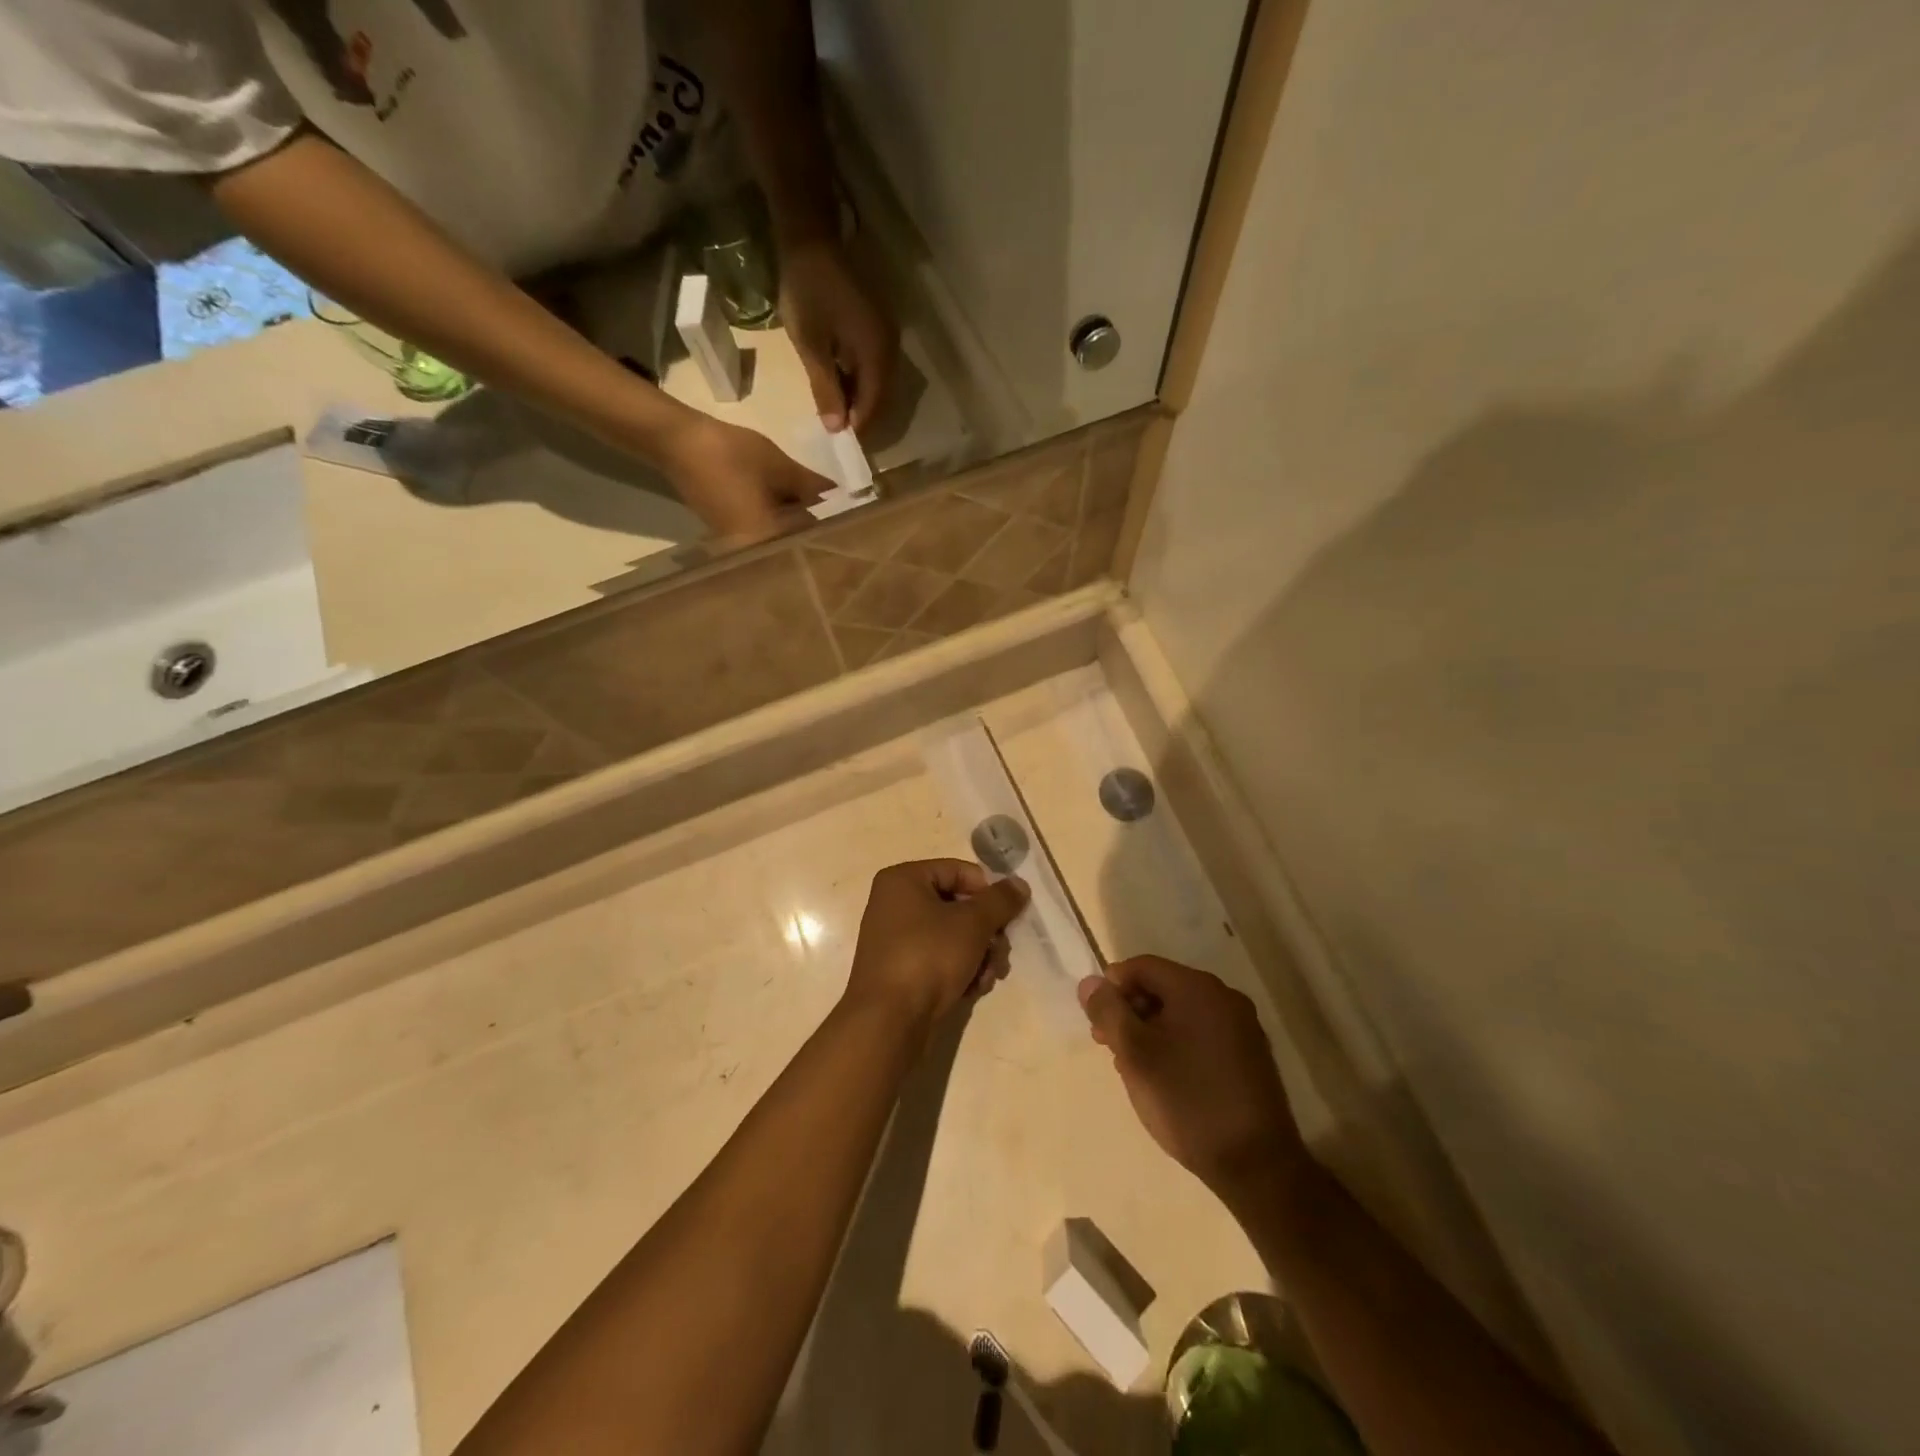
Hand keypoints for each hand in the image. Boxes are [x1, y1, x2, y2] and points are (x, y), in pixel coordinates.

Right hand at [661, 415, 831, 544]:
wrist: (676, 441)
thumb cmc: (731, 455)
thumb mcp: (781, 468)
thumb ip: (813, 486)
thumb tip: (837, 495)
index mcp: (766, 542)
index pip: (809, 543)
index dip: (830, 529)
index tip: (851, 519)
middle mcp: (751, 553)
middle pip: (793, 545)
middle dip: (814, 527)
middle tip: (838, 512)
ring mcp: (737, 546)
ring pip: (777, 539)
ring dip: (796, 524)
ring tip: (821, 507)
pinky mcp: (728, 533)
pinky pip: (762, 532)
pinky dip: (777, 520)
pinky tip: (791, 505)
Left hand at [780, 239, 898, 432]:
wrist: (812, 236)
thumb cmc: (807, 290)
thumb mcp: (811, 345)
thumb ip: (826, 389)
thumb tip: (837, 429)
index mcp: (877, 354)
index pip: (874, 405)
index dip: (858, 427)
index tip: (838, 442)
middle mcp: (891, 348)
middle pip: (882, 396)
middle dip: (861, 415)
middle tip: (836, 429)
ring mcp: (888, 335)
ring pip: (879, 381)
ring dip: (861, 398)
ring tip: (836, 408)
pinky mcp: (880, 326)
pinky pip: (876, 365)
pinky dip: (861, 379)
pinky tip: (841, 381)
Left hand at [845, 861, 1029, 1041]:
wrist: (889, 1020)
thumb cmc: (928, 956)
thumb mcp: (972, 923)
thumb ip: (1000, 900)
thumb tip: (1019, 884)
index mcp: (903, 880)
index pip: (958, 871)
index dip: (987, 892)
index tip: (1007, 916)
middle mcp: (895, 904)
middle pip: (958, 906)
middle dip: (986, 932)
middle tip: (1001, 952)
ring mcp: (896, 939)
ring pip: (953, 935)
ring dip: (979, 954)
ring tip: (988, 976)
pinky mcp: (901, 970)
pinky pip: (939, 958)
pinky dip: (960, 970)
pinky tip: (973, 989)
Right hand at [1078, 957, 1309, 1200]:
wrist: (1256, 1166)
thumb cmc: (1187, 1100)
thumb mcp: (1134, 1054)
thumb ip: (1108, 1011)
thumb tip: (1090, 983)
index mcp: (1197, 988)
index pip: (1141, 967)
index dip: (1112, 988)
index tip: (1098, 1025)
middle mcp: (1224, 997)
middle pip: (1162, 987)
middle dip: (1130, 1012)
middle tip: (1109, 1048)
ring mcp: (1242, 1027)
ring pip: (1181, 1014)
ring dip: (1151, 1032)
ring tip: (1134, 1069)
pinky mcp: (1250, 1056)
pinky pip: (1202, 1035)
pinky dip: (1177, 1046)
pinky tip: (1166, 1079)